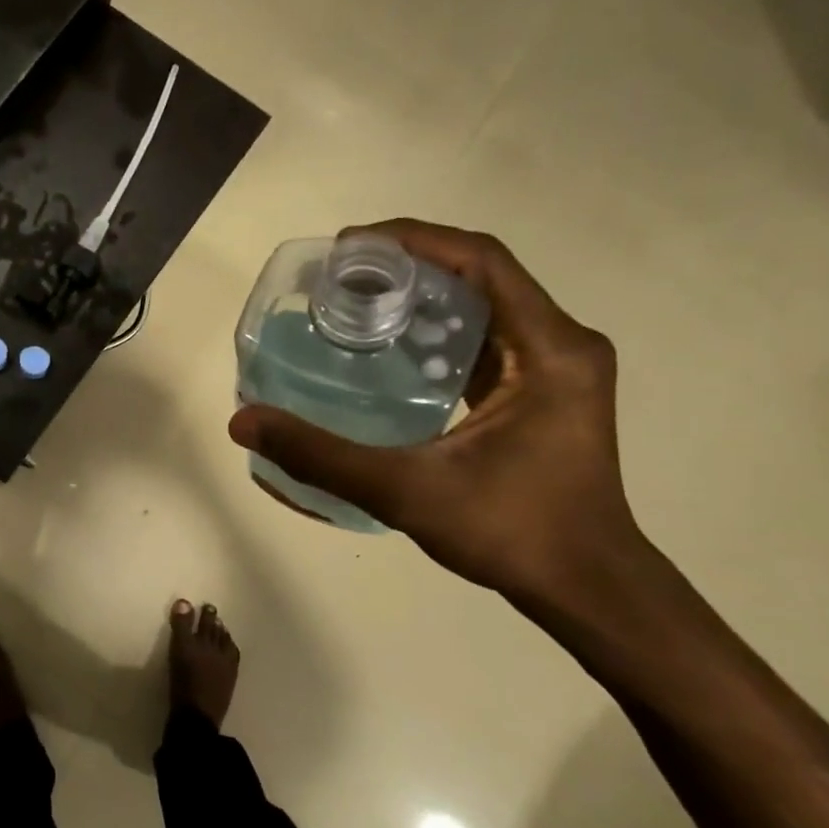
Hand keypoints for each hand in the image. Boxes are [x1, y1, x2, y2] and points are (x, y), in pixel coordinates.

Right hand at [229, 219, 649, 618]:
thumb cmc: (512, 532)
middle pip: (479, 275)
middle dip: (407, 265)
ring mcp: (556, 368)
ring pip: (482, 306)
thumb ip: (321, 456)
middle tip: (340, 277)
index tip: (349, 248)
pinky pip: (484, 339)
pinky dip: (435, 332)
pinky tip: (389, 352)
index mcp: (550, 349)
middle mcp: (561, 344)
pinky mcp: (543, 391)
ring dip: (421, 296)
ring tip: (355, 304)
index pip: (481, 260)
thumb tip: (244, 423)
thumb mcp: (406, 491)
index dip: (413, 240)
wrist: (585, 587)